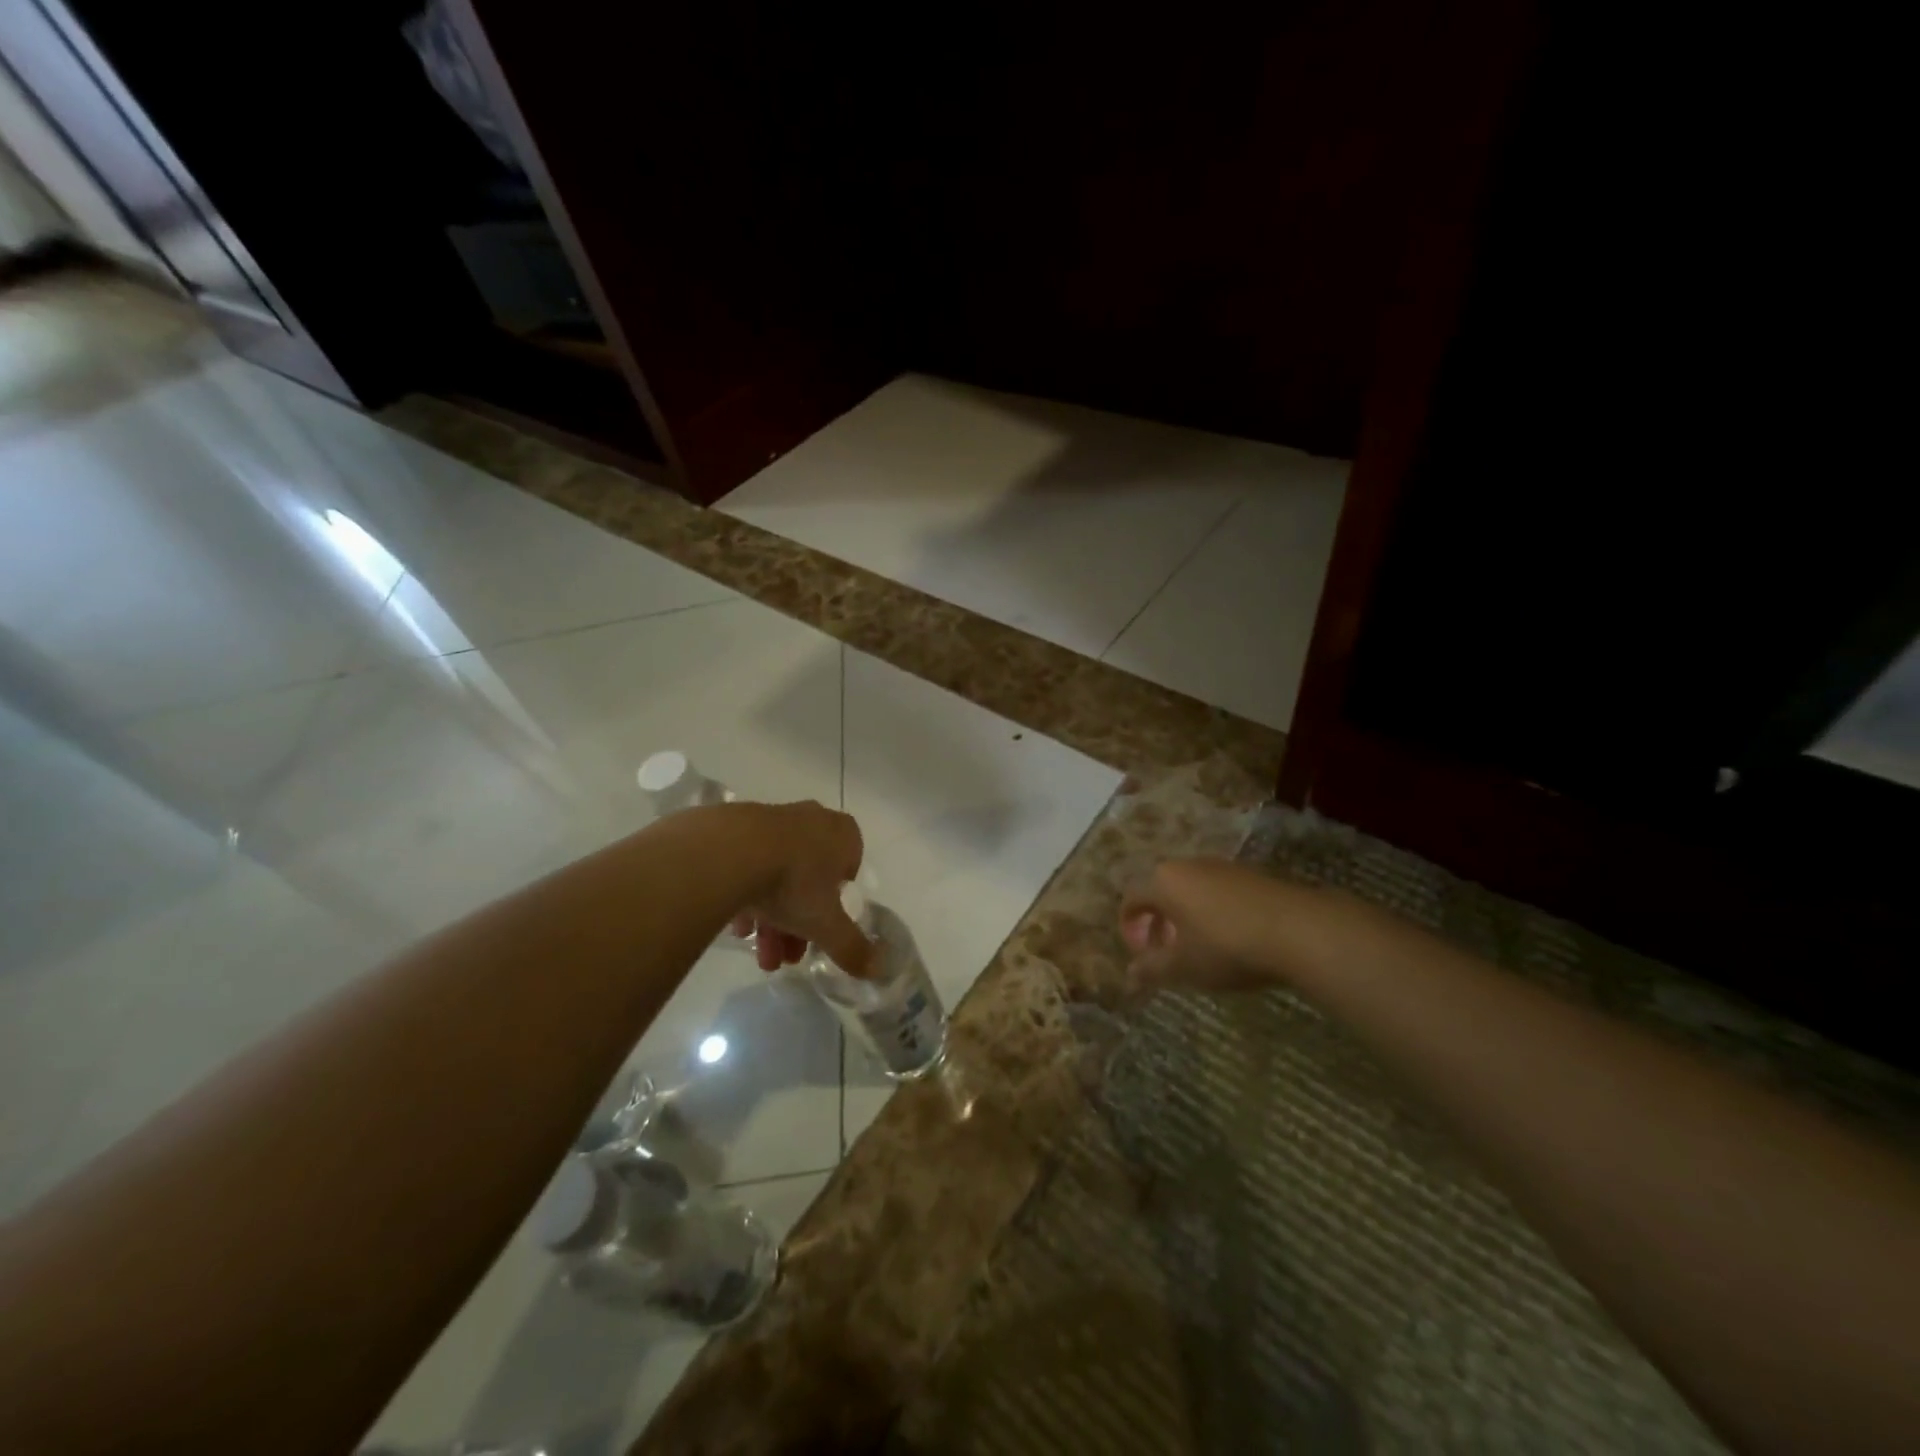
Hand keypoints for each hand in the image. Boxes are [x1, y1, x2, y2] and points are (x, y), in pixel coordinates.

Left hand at [728, 801, 873, 976]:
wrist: (730, 851)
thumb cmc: (794, 882)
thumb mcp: (827, 924)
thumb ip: (852, 948)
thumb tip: (879, 969)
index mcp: (843, 834)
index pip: (850, 868)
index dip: (837, 902)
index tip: (824, 927)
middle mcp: (812, 820)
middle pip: (811, 878)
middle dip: (801, 921)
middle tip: (788, 955)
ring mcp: (773, 820)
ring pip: (779, 874)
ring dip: (773, 917)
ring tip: (760, 954)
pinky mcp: (737, 826)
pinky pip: (749, 865)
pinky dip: (748, 895)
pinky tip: (738, 928)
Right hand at [1119, 858, 1287, 992]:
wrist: (1299, 930)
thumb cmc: (1227, 946)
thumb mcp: (1184, 966)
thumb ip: (1152, 969)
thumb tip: (1129, 976)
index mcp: (1164, 881)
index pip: (1133, 898)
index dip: (1130, 927)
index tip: (1140, 953)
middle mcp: (1189, 865)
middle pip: (1162, 892)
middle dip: (1160, 922)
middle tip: (1167, 953)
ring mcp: (1223, 867)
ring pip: (1193, 891)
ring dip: (1188, 918)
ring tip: (1200, 950)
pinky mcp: (1253, 876)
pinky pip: (1220, 893)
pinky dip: (1215, 914)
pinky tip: (1232, 940)